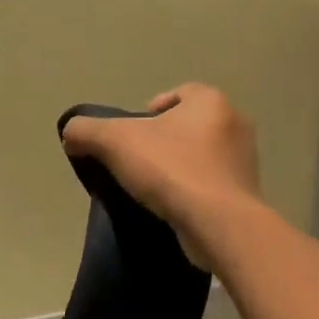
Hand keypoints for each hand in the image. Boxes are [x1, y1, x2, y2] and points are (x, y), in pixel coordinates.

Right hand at [61, 84, 260, 267]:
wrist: (220, 225)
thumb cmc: (171, 169)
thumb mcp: (116, 142)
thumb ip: (87, 131)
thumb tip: (71, 133)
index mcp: (210, 101)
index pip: (180, 93)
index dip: (154, 109)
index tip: (134, 134)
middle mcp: (235, 123)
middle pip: (192, 125)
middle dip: (167, 139)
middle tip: (141, 161)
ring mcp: (246, 160)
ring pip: (205, 156)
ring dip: (183, 166)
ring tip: (156, 189)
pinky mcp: (247, 194)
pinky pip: (215, 185)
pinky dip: (197, 192)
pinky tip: (177, 208)